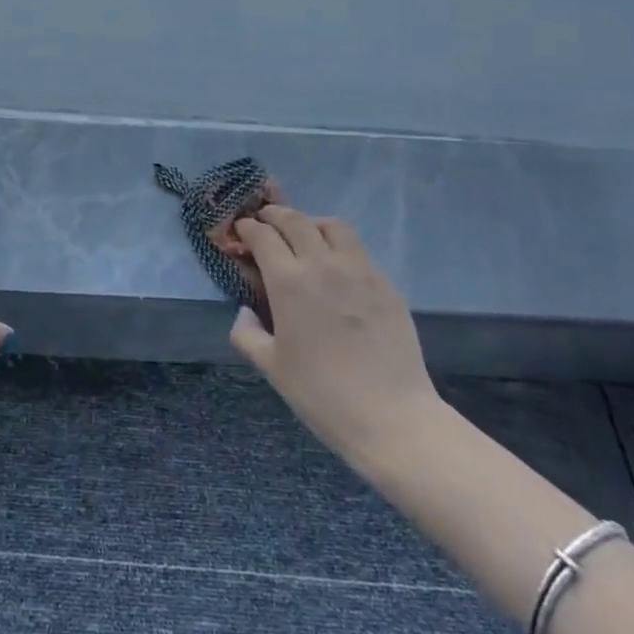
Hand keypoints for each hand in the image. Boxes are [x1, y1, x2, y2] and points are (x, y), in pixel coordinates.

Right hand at [228, 205, 439, 465]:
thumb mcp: (270, 367)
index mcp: (289, 282)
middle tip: (265, 221)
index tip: (240, 230)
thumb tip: (246, 311)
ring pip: (332, 226)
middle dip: (274, 215)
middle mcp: (322, 265)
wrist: (392, 418)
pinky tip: (336, 266)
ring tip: (303, 235)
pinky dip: (339, 245)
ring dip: (311, 223)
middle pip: (295, 221)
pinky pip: (358, 250)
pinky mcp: (386, 284)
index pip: (263, 236)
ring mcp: (359, 271)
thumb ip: (247, 333)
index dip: (247, 228)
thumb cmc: (322, 394)